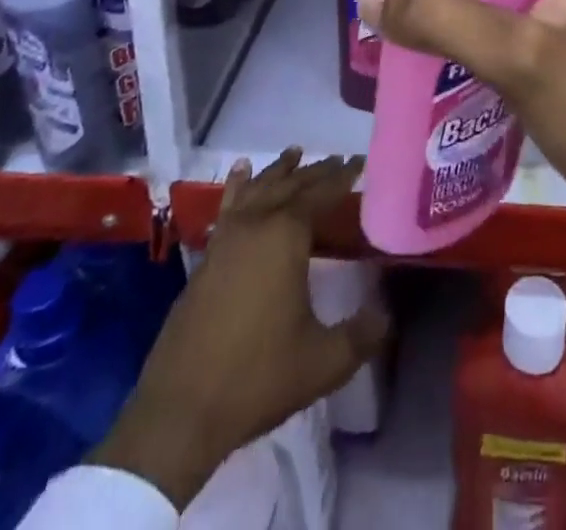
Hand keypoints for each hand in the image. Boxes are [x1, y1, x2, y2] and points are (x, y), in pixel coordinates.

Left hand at [91, 151, 387, 508]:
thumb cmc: (257, 378)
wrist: (179, 412)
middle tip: (338, 160)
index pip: (322, 193)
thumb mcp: (323, 361)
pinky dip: (238, 185)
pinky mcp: (205, 258)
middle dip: (317, 171)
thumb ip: (362, 334)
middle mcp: (255, 225)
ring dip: (279, 171)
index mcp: (286, 236)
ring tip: (295, 153)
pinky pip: (228, 206)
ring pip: (257, 189)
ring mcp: (225, 239)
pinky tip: (240, 173)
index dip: (343, 176)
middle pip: (290, 185)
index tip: (360, 161)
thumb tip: (386, 313)